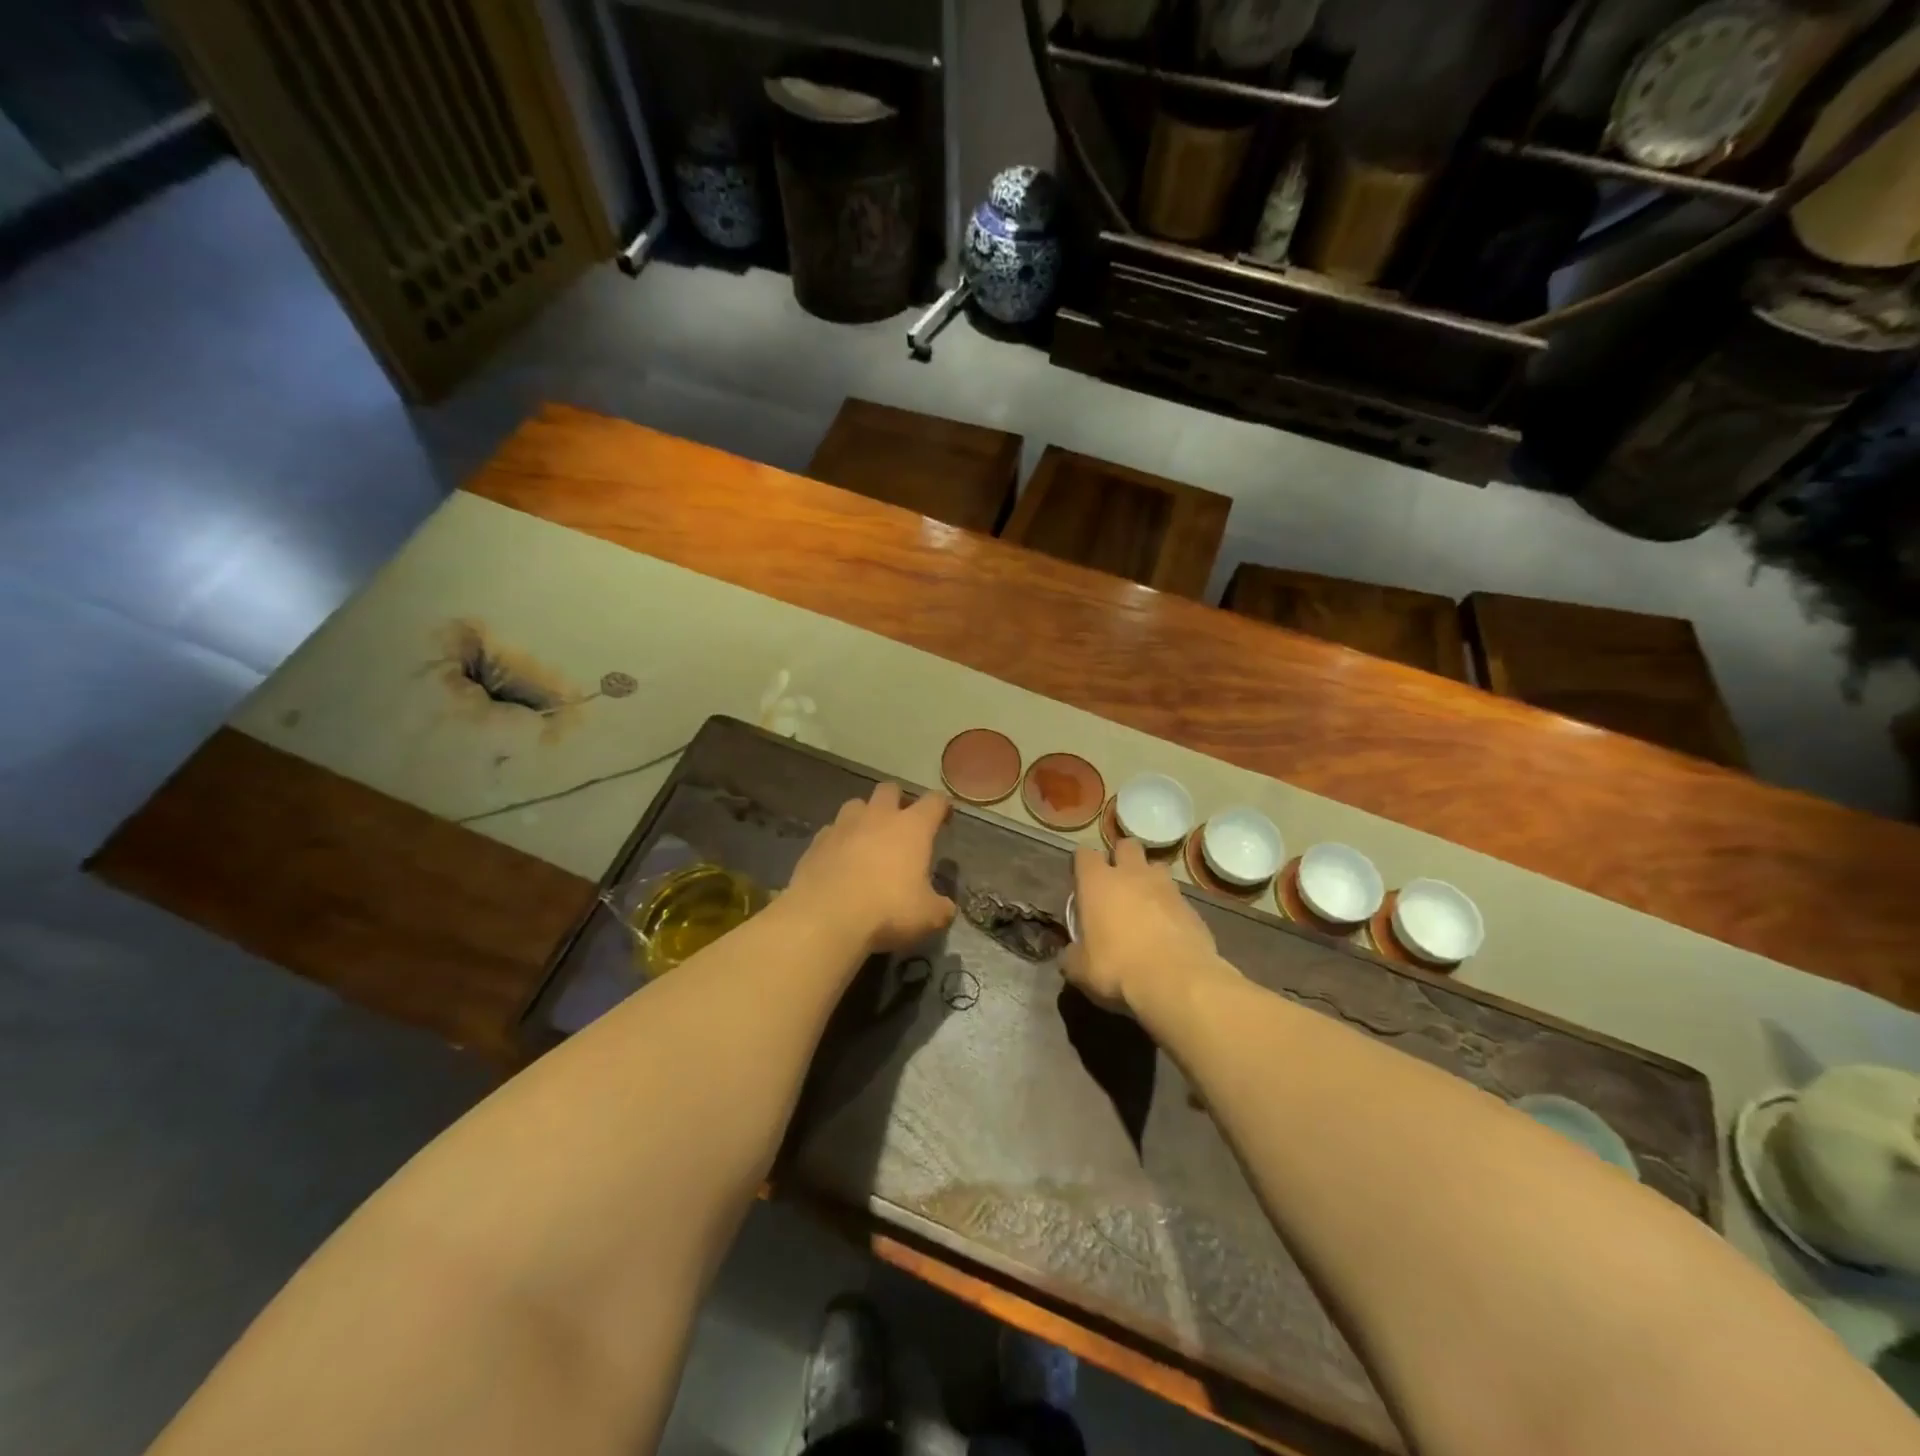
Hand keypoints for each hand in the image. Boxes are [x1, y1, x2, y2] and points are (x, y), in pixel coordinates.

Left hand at [786, 783, 955, 954]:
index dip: (941, 806)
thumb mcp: (927, 916)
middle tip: (901, 823)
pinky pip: (831, 831)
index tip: (944, 817)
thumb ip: (940, 908)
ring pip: (856, 804)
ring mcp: (843, 825)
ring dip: (864, 816)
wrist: (825, 916)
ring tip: (867, 838)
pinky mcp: (816, 841)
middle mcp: (878, 816)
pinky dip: (838, 840)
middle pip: (889, 789)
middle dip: (897, 800)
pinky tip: (839, 859)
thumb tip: (946, 908)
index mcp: (912, 827)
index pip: (934, 801)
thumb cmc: (887, 909)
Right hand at [1065, 839, 1226, 1016]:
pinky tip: (1167, 929)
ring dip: (1149, 878)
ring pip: (1156, 866)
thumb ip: (1072, 955)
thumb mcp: (1080, 969)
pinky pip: (1177, 896)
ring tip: (1145, 902)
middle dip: (1121, 857)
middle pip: (1126, 846)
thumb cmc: (1117, 967)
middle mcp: (1131, 874)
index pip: (1084, 854)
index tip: (1081, 880)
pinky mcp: (1191, 906)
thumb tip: (1070, 954)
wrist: (1176, 980)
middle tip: (1116, 882)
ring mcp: (1165, 887)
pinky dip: (1170, 906)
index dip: (1082, 864)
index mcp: (1098, 882)